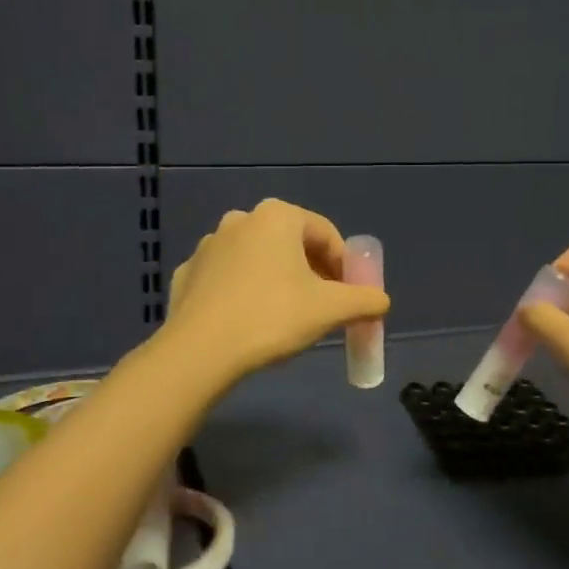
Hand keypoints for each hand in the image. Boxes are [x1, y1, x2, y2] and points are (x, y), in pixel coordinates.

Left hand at [165, 199, 389, 385]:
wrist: (200, 350)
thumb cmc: (272, 317)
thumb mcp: (330, 309)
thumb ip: (364, 300)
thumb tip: (381, 300)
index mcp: (277, 217)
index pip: (325, 234)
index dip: (344, 265)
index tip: (350, 295)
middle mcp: (241, 220)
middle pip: (290, 244)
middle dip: (312, 272)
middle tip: (323, 306)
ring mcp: (208, 245)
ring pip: (257, 259)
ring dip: (277, 280)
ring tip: (285, 317)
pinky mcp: (187, 273)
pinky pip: (227, 278)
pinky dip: (243, 292)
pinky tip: (248, 322)